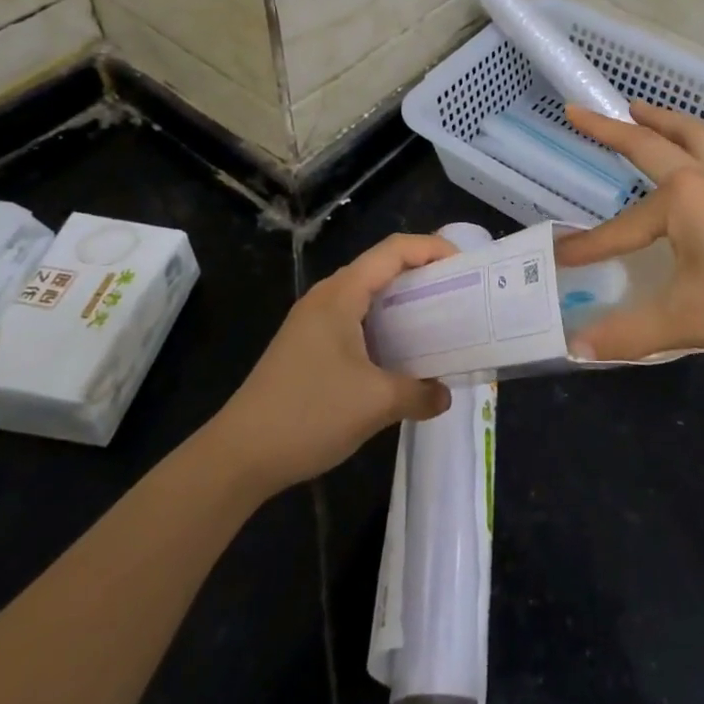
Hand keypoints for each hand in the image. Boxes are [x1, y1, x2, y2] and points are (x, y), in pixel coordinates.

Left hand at [208, 234, 457, 495]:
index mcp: (341, 294)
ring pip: (367, 295)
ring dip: (402, 301)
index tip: (465, 265)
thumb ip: (418, 393)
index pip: (394, 250)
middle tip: (458, 292)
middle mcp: (326, 297)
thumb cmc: (308, 414)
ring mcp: (312, 321)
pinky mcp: (306, 345)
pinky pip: (354, 318)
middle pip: (381, 267)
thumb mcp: (375, 404)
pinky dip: (383, 323)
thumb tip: (444, 394)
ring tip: (437, 319)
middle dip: (422, 273)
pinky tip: (399, 352)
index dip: (432, 248)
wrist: (238, 456)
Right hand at [555, 102, 703, 365]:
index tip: (560, 258)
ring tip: (646, 113)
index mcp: (684, 199)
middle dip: (615, 128)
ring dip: (669, 123)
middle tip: (583, 112)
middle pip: (656, 142)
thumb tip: (575, 348)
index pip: (623, 226)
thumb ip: (629, 333)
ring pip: (702, 139)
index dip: (590, 246)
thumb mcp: (690, 320)